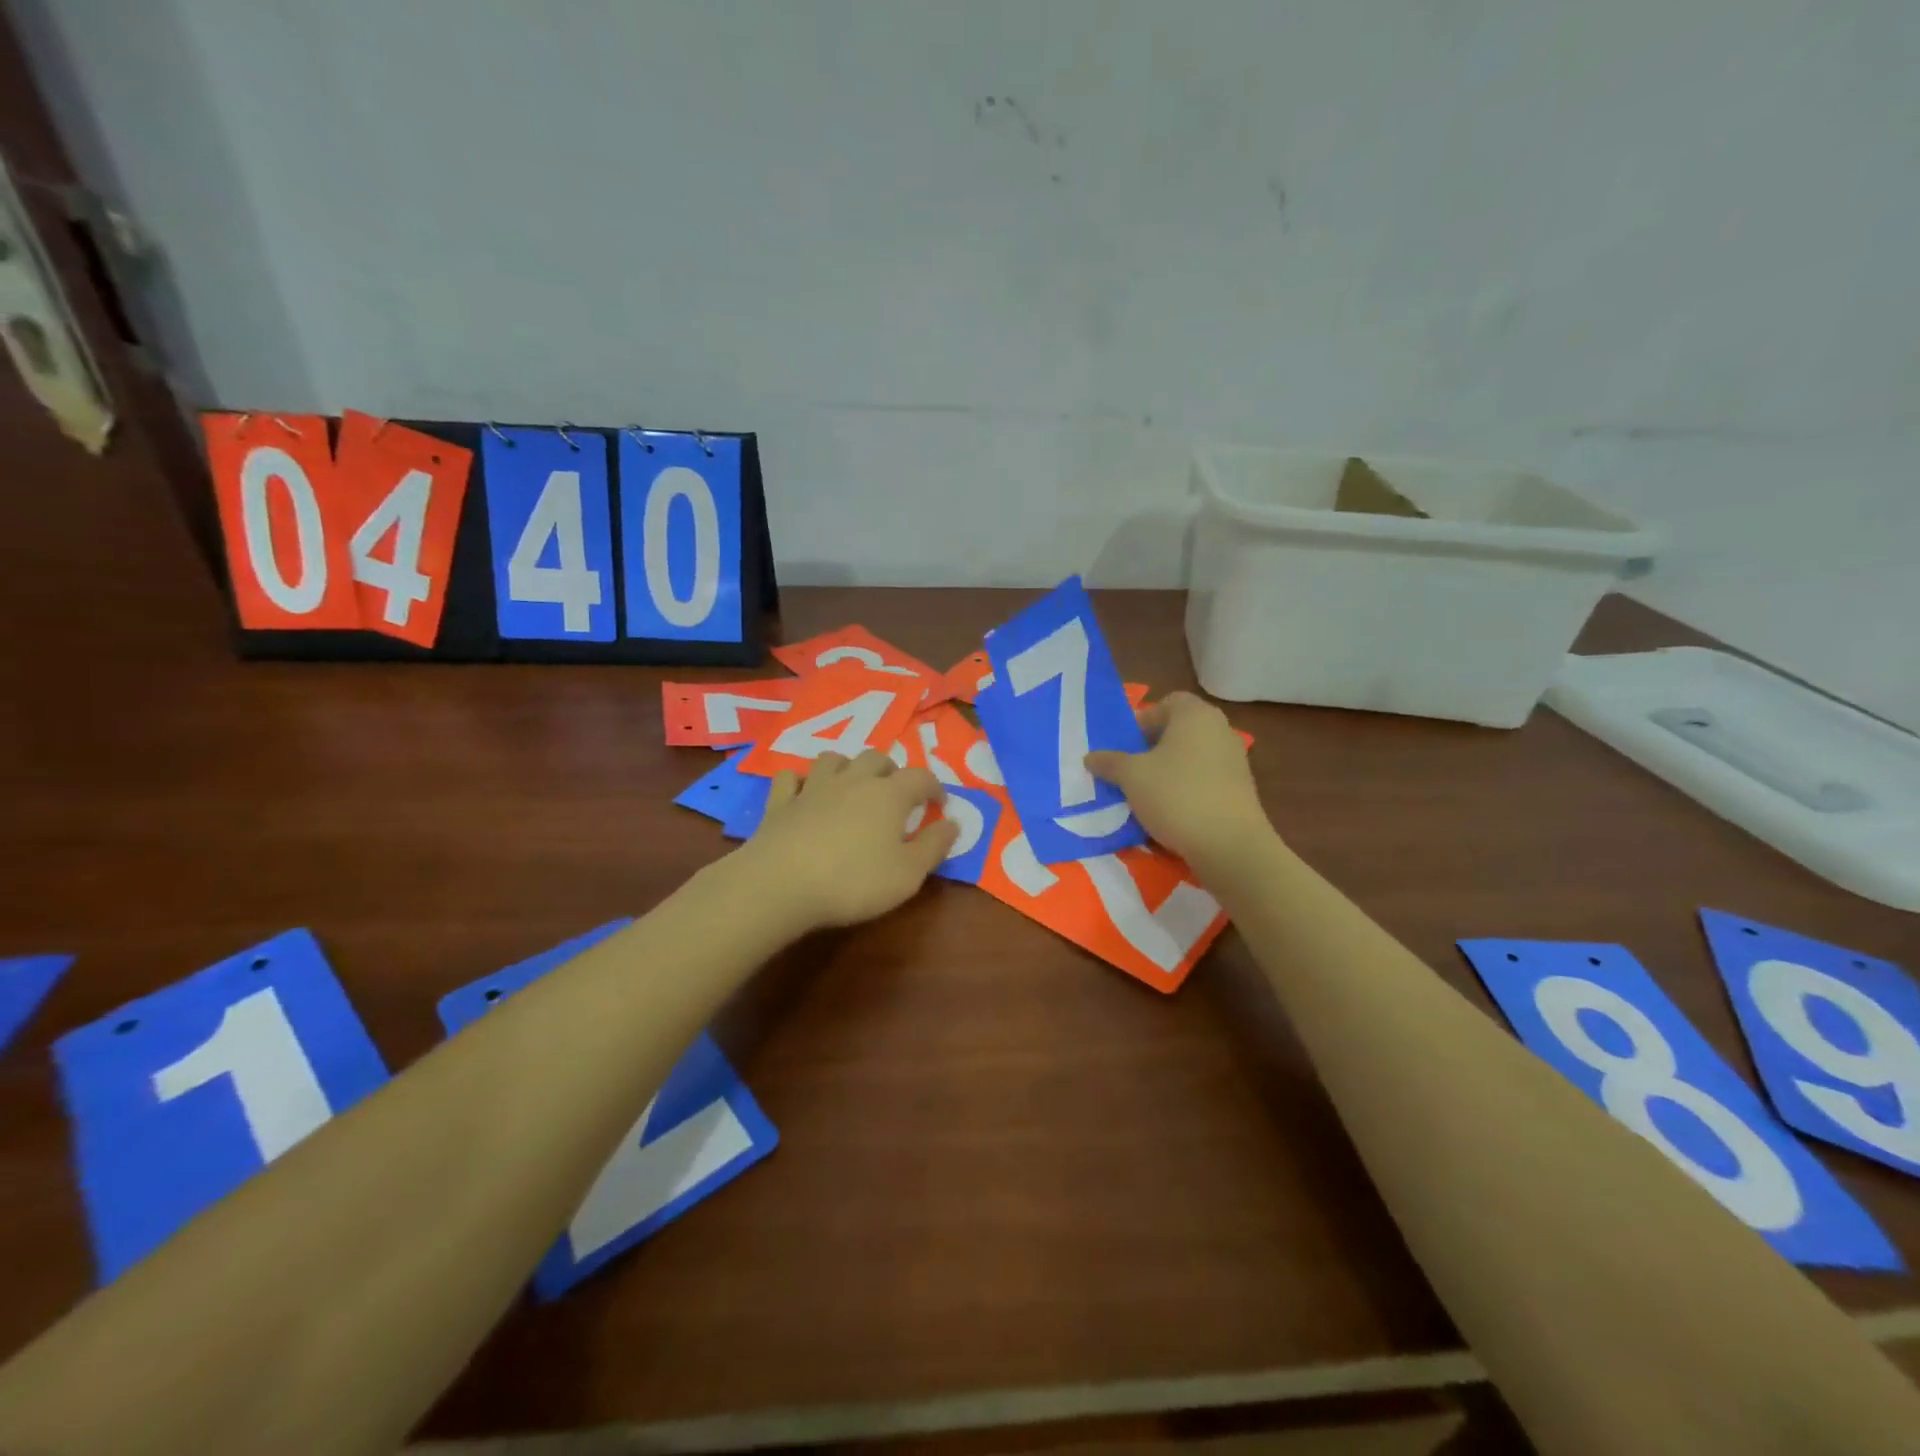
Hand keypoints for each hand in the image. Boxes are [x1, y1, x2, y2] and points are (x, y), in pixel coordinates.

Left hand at [736, 750, 956, 930]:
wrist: (780, 884)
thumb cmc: (853, 881)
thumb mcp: (908, 874)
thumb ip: (934, 847)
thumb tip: (953, 823)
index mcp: (889, 795)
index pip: (920, 777)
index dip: (934, 787)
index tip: (940, 804)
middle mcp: (853, 781)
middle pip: (876, 758)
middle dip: (891, 771)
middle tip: (896, 794)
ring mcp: (813, 788)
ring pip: (833, 759)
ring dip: (847, 767)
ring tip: (852, 786)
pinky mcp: (780, 803)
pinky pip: (791, 778)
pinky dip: (800, 781)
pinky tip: (804, 793)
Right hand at [1086, 691, 1271, 869]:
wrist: (1229, 844)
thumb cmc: (1176, 795)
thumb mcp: (1131, 776)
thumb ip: (1109, 762)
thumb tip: (1090, 757)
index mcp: (1195, 715)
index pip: (1167, 703)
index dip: (1143, 719)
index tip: (1125, 745)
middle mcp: (1220, 729)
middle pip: (1179, 730)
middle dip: (1152, 747)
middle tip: (1130, 768)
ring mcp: (1234, 760)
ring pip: (1191, 756)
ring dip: (1168, 770)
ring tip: (1145, 793)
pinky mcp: (1240, 789)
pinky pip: (1205, 779)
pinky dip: (1186, 788)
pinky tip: (1170, 811)